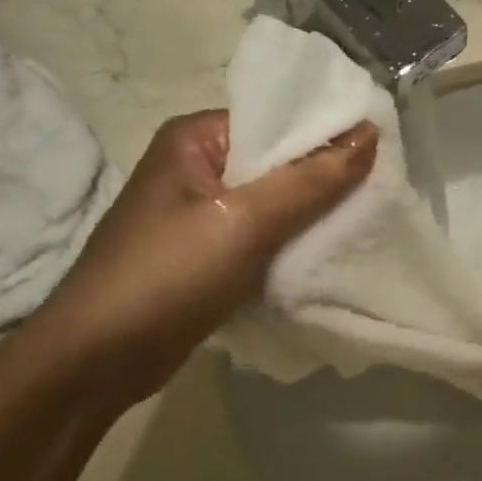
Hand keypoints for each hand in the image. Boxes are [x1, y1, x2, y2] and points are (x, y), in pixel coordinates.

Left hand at [31, 110, 374, 401]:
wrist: (99, 359)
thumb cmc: (168, 274)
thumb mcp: (245, 220)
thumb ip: (310, 179)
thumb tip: (370, 134)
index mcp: (196, 139)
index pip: (275, 121)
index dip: (327, 135)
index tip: (381, 155)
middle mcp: (197, 169)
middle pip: (277, 165)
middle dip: (325, 181)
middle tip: (382, 193)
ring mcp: (201, 217)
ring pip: (274, 207)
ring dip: (312, 219)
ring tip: (366, 224)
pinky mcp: (208, 259)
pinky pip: (262, 241)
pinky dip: (291, 249)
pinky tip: (329, 257)